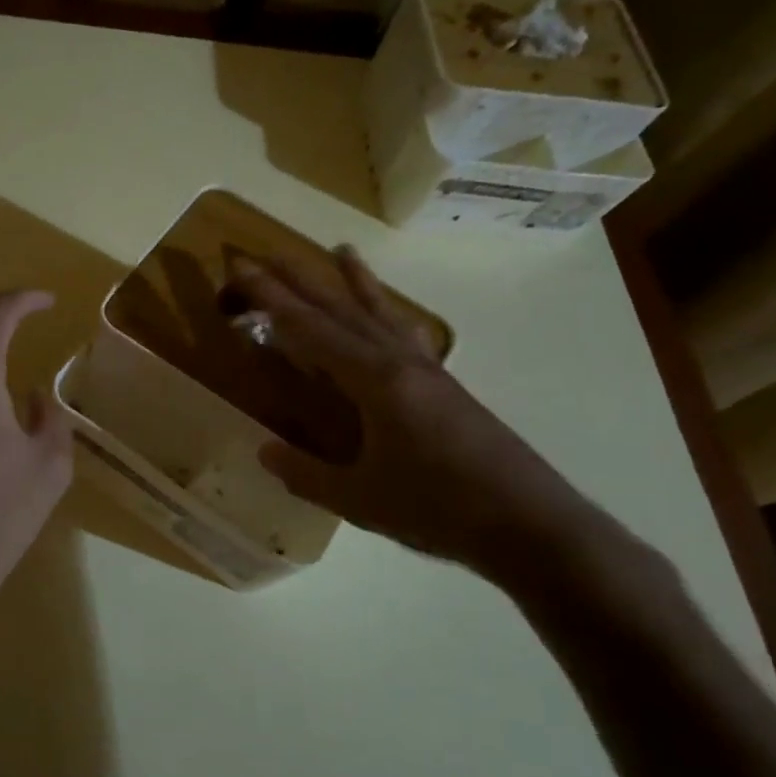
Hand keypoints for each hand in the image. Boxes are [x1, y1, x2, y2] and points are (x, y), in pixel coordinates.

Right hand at [232, 247, 604, 583]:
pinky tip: (390, 316)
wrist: (531, 525)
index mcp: (376, 382)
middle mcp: (401, 364)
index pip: (312, 330)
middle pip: (344, 310)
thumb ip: (307, 474)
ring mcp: (428, 372)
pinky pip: (407, 336)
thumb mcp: (359, 499)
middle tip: (272, 253)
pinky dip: (390, 315)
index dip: (273, 300)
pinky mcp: (447, 388)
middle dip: (304, 281)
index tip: (244, 270)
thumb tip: (264, 451)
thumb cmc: (438, 509)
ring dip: (357, 282)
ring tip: (342, 250)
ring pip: (383, 314)